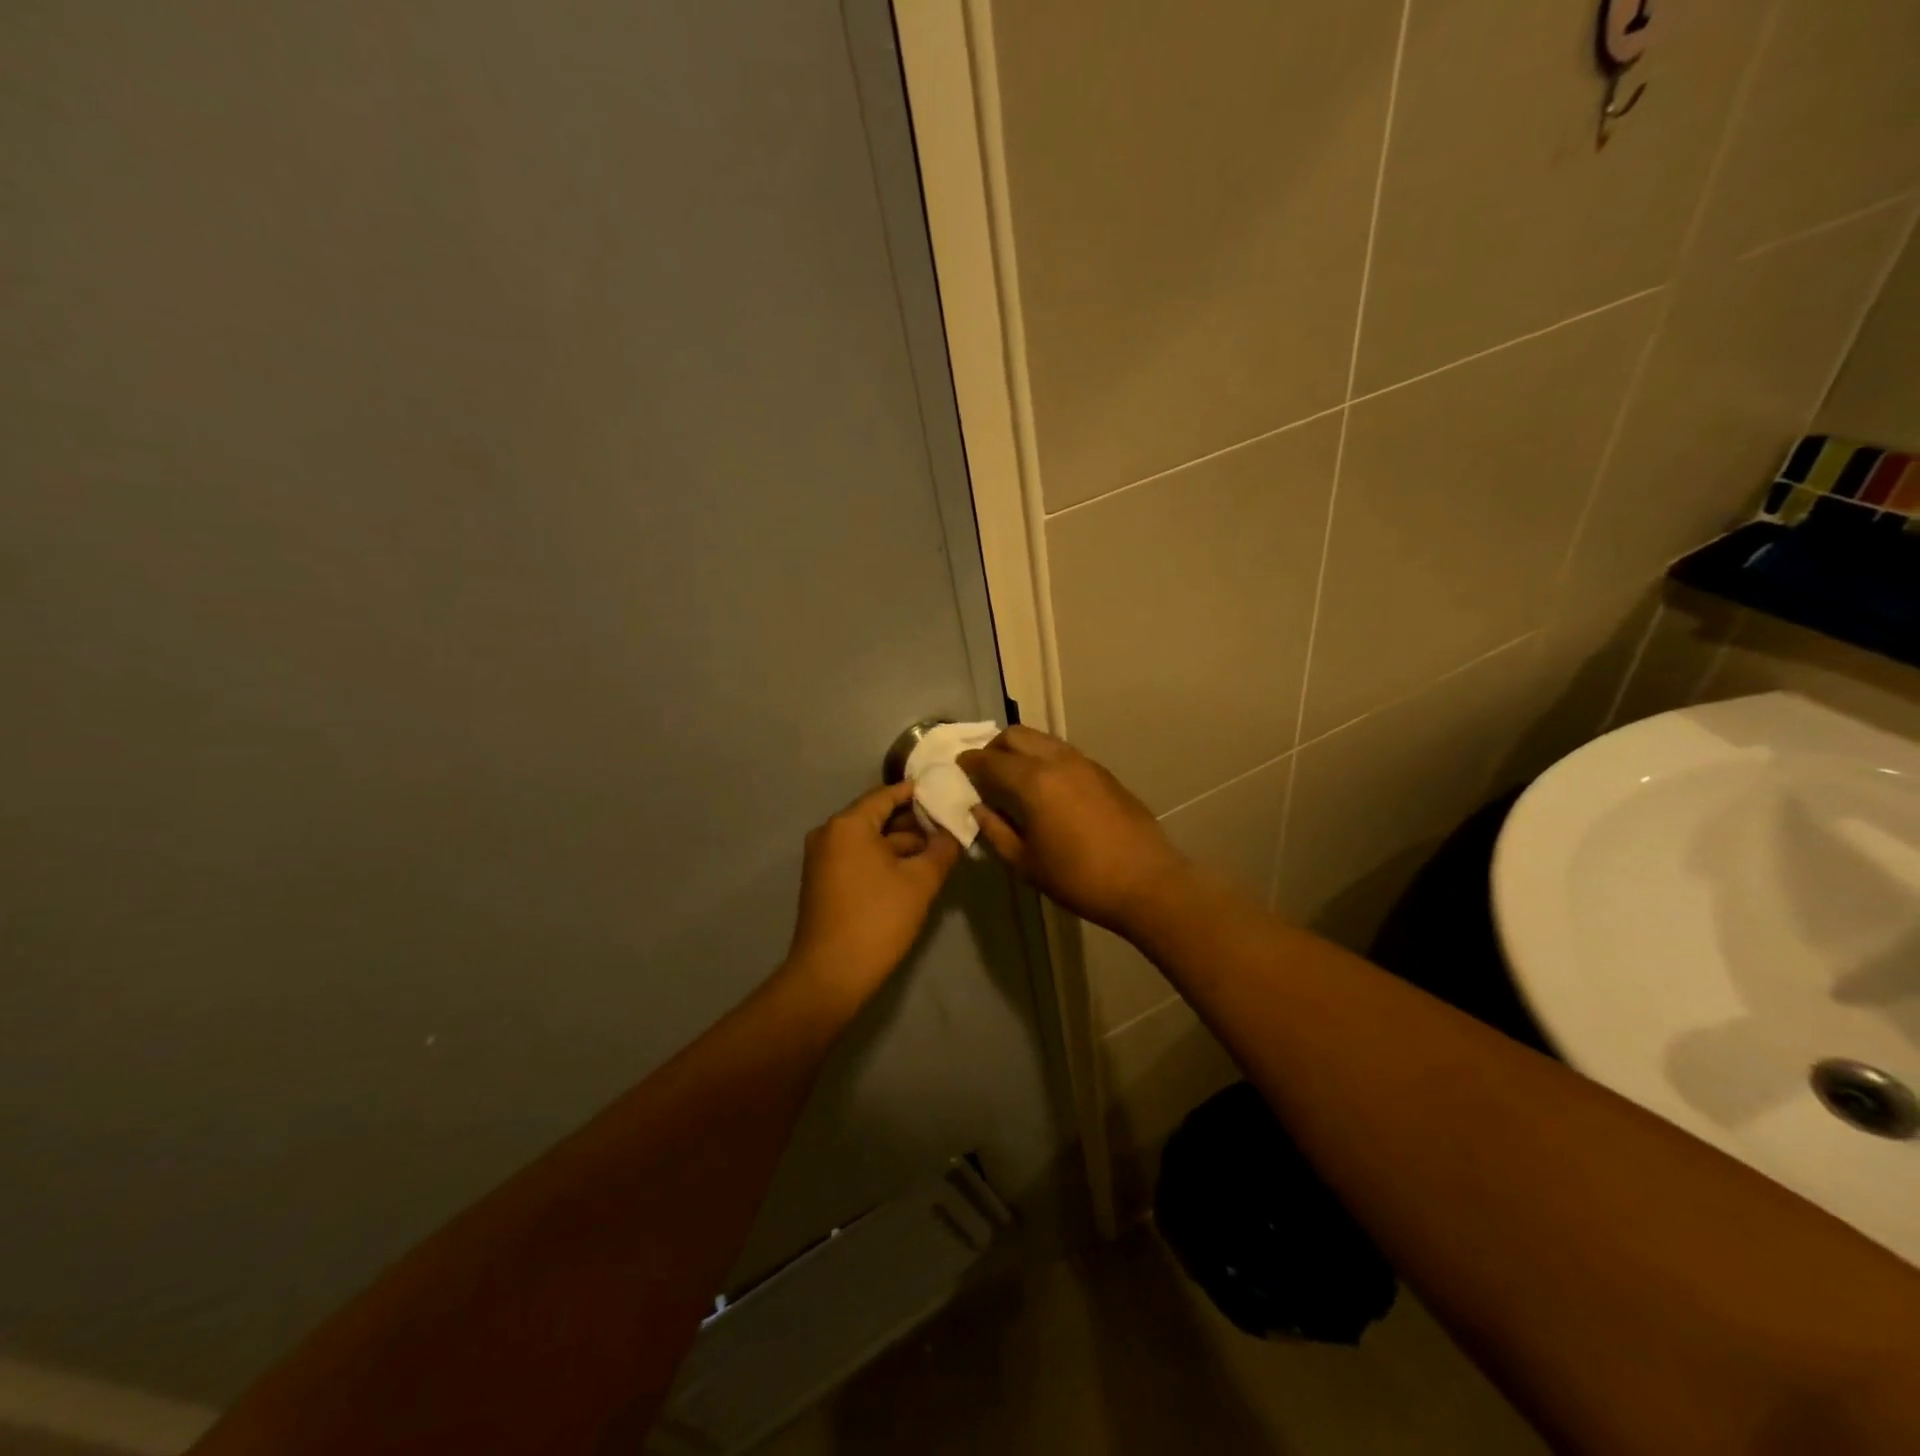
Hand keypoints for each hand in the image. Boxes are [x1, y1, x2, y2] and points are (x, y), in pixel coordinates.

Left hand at [784, 781, 961, 1009]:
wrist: (831, 975)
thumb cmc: (878, 919)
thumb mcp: (920, 882)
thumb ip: (942, 849)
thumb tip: (955, 832)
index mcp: (848, 824)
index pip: (887, 795)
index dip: (918, 794)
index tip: (946, 793)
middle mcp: (829, 834)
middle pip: (877, 817)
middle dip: (913, 823)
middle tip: (949, 826)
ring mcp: (822, 859)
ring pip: (869, 840)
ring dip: (901, 845)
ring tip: (938, 851)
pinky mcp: (823, 882)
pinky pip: (858, 858)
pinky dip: (883, 860)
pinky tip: (912, 871)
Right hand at [958, 726, 1189, 932]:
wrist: (1146, 882)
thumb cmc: (1079, 878)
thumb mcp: (1026, 863)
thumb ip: (996, 831)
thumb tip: (978, 809)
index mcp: (1033, 781)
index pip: (991, 760)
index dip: (970, 762)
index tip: (958, 767)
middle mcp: (1058, 761)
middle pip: (1017, 735)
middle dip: (994, 746)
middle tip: (985, 769)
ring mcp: (1085, 763)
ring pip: (1043, 739)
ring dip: (1022, 749)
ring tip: (1013, 776)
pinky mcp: (1104, 773)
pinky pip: (1064, 753)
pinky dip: (1045, 758)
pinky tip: (1046, 786)